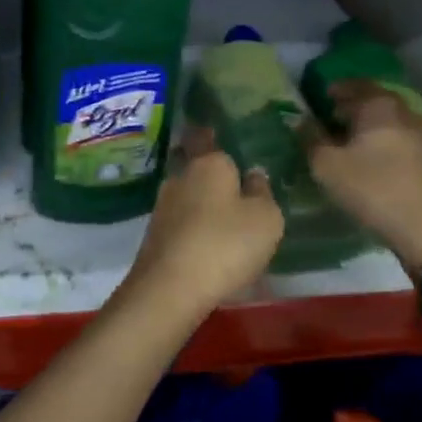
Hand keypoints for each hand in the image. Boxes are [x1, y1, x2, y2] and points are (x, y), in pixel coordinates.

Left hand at [117, 127, 283, 323]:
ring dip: (201, 201)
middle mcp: (181, 176)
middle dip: (210, 172)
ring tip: (224, 216)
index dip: (214, 135)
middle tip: (233, 182)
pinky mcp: (155, 234)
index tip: (220, 134)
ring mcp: (163, 205)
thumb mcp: (266, 218)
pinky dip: (193, 225)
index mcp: (209, 163)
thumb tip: (253, 174)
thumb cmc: (226, 244)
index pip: (208, 137)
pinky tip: (207, 240)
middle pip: (196, 165)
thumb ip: (263, 192)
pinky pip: (180, 220)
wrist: (170, 288)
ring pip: (187, 193)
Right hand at [307, 81, 421, 279]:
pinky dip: (381, 140)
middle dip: (351, 106)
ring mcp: (420, 136)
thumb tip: (301, 121)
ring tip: (346, 140)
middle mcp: (403, 113)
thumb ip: (311, 139)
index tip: (318, 98)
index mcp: (379, 106)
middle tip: (330, 118)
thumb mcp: (327, 166)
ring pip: (387, 120)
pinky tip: (369, 159)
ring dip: (367, 125)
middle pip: (374, 100)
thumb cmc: (373, 189)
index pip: (354, 85)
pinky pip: (398, 138)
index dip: (334, 89)